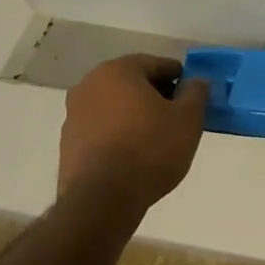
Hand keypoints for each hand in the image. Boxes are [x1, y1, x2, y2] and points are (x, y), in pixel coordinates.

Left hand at [58, 55, 209, 204]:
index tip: (194, 98)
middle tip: (178, 117)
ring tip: (157, 139)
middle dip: (157, 96)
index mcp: (118, 71)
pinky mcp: (68, 143)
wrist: (103, 199)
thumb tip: (196, 82)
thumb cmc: (150, 149)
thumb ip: (196, 92)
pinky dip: (119, 134)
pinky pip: (102, 128)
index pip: (158, 64)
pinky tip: (134, 155)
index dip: (180, 79)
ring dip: (136, 115)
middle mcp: (89, 85)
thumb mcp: (189, 118)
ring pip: (116, 106)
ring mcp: (73, 114)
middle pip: (133, 83)